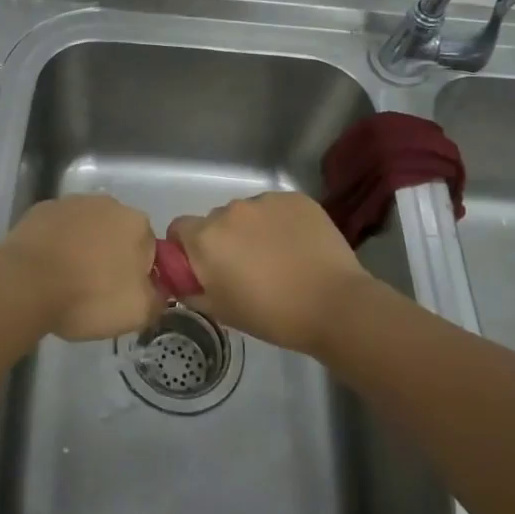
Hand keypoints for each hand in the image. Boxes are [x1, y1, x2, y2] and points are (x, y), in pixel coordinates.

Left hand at [0, 195, 160, 341]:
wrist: (24, 284)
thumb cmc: (88, 296)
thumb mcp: (137, 312)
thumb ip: (158, 298)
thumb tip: (158, 291)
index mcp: (137, 223)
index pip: (148, 249)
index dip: (137, 275)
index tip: (121, 295)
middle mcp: (107, 203)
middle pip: (117, 234)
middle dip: (111, 257)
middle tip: (95, 290)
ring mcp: (71, 203)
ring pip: (87, 230)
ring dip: (83, 249)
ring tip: (67, 281)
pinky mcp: (41, 210)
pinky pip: (58, 230)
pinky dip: (57, 244)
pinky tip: (46, 269)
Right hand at [167, 192, 374, 353]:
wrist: (335, 305)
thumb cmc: (273, 315)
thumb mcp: (222, 312)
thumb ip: (193, 291)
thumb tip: (183, 281)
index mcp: (206, 238)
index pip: (179, 229)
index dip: (187, 247)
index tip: (204, 267)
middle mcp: (230, 211)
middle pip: (216, 221)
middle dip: (224, 240)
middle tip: (246, 268)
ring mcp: (265, 201)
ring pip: (248, 213)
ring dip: (253, 230)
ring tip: (278, 257)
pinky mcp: (295, 198)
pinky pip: (277, 208)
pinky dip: (281, 223)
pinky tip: (298, 246)